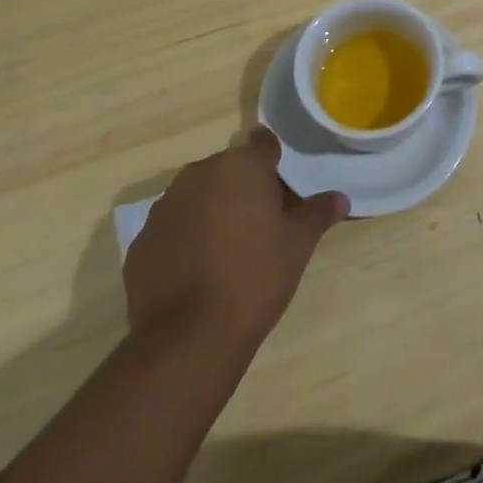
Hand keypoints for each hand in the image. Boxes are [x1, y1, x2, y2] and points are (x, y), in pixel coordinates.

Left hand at [124, 127, 348, 348]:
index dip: (274, 163)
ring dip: (212, 210)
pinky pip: (172, 227)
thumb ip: (318, 213)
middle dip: (243, 188)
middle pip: (229, 170)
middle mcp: (200, 174)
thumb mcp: (298, 244)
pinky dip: (185, 238)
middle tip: (260, 224)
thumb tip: (340, 198)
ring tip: (227, 249)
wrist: (189, 337)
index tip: (282, 187)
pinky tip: (197, 271)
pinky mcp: (141, 241)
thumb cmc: (255, 277)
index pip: (264, 145)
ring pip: (197, 196)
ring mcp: (165, 206)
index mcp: (241, 166)